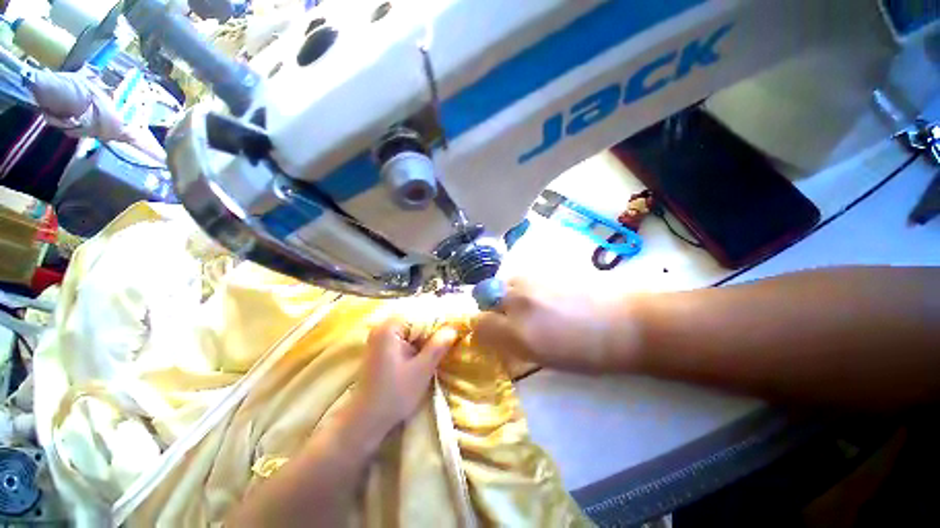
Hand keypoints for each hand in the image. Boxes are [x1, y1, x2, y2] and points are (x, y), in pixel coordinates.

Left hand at [352, 317, 458, 431]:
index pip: (420, 313)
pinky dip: (418, 342)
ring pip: (411, 329)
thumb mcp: (421, 370)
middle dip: (433, 327)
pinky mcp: (383, 348)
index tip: (454, 327)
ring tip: (444, 342)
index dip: (439, 319)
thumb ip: (438, 346)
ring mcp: (381, 337)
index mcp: (389, 328)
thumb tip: (454, 328)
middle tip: (452, 335)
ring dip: (427, 336)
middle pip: (415, 319)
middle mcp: (383, 327)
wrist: (366, 420)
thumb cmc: (394, 395)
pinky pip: (405, 337)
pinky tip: (429, 351)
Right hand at [473, 278, 640, 372]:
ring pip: (502, 283)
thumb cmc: (586, 352)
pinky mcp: (542, 268)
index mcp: (518, 333)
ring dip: (505, 294)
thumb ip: (511, 344)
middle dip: (490, 307)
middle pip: (484, 295)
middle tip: (507, 317)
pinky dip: (520, 285)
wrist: (624, 323)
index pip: (478, 323)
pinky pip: (519, 276)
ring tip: (525, 305)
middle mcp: (518, 301)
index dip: (481, 329)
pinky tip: (540, 294)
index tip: (490, 333)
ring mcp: (529, 280)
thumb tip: (492, 335)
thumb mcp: (542, 358)